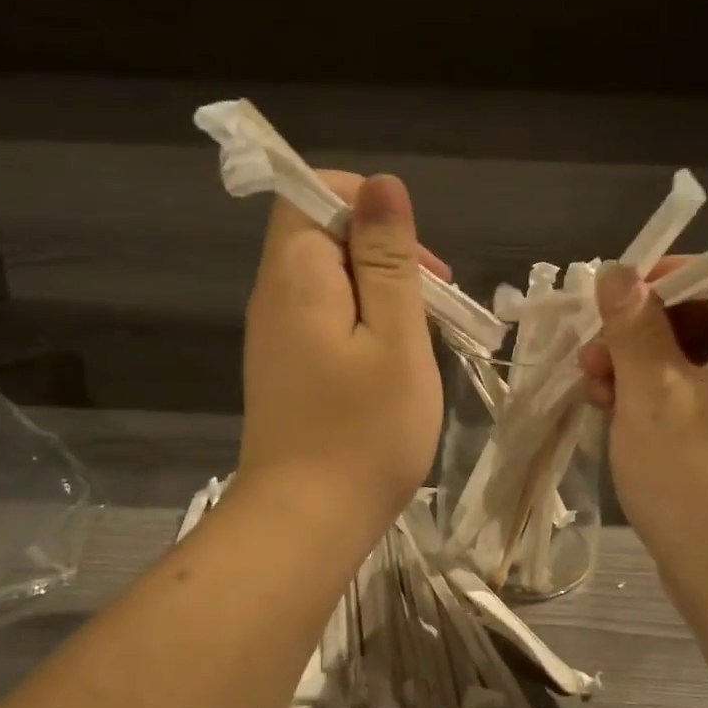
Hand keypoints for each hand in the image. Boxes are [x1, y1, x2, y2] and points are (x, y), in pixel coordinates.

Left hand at [237, 171, 444, 541]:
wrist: (306, 523)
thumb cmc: (364, 432)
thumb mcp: (395, 337)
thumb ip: (388, 258)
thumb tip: (382, 185)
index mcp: (296, 274)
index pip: (308, 192)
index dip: (364, 203)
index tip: (410, 253)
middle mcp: (274, 295)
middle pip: (324, 234)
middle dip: (384, 251)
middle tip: (433, 301)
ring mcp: (276, 335)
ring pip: (331, 279)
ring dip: (380, 291)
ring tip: (421, 336)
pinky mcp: (286, 367)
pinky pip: (326, 317)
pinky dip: (364, 323)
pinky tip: (393, 363)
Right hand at [578, 261, 707, 596]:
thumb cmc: (700, 477)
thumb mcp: (652, 391)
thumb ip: (633, 323)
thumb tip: (616, 272)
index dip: (652, 283)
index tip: (602, 308)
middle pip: (706, 313)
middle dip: (640, 332)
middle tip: (590, 359)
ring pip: (700, 354)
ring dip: (643, 365)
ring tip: (595, 392)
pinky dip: (664, 395)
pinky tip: (618, 413)